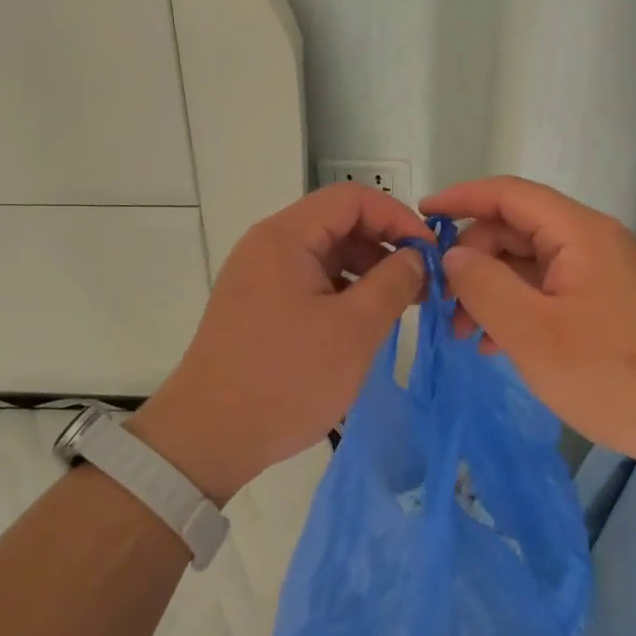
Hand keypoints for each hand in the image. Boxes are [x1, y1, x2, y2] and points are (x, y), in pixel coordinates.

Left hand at [130, 184, 430, 502]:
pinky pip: (307, 281)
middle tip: (420, 285)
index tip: (429, 253)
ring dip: (365, 271)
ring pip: (324, 254)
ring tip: (397, 306)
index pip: (352, 198)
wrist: (207, 438)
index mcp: (286, 236)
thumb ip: (393, 282)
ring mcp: (258, 275)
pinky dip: (341, 291)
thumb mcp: (354, 329)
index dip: (397, 216)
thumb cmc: (286, 377)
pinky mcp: (256, 305)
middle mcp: (268, 245)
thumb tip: (414, 256)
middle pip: (337, 223)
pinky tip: (362, 323)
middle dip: (383, 245)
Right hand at [419, 176, 635, 467]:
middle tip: (442, 303)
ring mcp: (601, 274)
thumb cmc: (611, 374)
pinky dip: (517, 308)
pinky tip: (497, 345)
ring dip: (491, 289)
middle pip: (516, 229)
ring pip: (528, 263)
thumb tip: (453, 254)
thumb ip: (482, 284)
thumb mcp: (531, 332)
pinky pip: (547, 290)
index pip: (508, 193)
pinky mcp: (606, 304)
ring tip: (465, 335)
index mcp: (579, 232)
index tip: (419, 216)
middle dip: (473, 259)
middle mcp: (591, 241)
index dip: (461, 198)